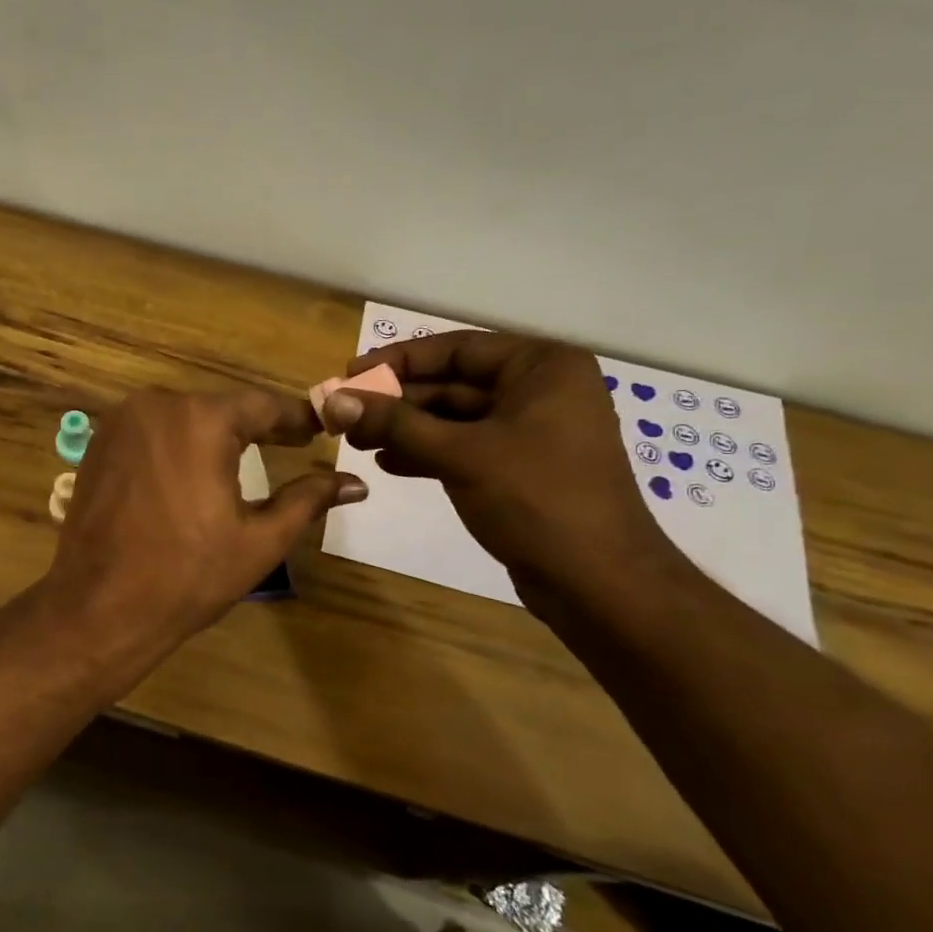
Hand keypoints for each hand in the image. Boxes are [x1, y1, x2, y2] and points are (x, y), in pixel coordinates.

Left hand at [45, 388, 366, 648]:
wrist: (99, 605)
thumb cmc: (187, 575)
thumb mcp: (259, 539)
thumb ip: (308, 500)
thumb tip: (356, 483)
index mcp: (202, 419)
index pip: (263, 406)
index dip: (296, 418)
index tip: (321, 429)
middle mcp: (157, 405)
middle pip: (220, 408)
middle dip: (255, 426)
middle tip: (290, 444)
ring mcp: (120, 422)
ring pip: (182, 417)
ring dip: (213, 435)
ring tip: (244, 458)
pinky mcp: (98, 444)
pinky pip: (150, 432)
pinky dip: (176, 445)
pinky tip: (190, 470)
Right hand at [320, 330, 681, 608]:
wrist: (597, 581)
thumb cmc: (536, 499)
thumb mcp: (460, 454)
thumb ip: (395, 423)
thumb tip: (335, 401)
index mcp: (542, 367)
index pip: (457, 349)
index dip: (398, 361)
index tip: (349, 374)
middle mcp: (540, 390)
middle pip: (453, 384)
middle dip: (398, 401)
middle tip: (345, 414)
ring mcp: (531, 431)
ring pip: (455, 419)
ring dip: (406, 429)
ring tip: (357, 442)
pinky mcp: (520, 468)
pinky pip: (465, 447)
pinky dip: (427, 453)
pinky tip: (388, 463)